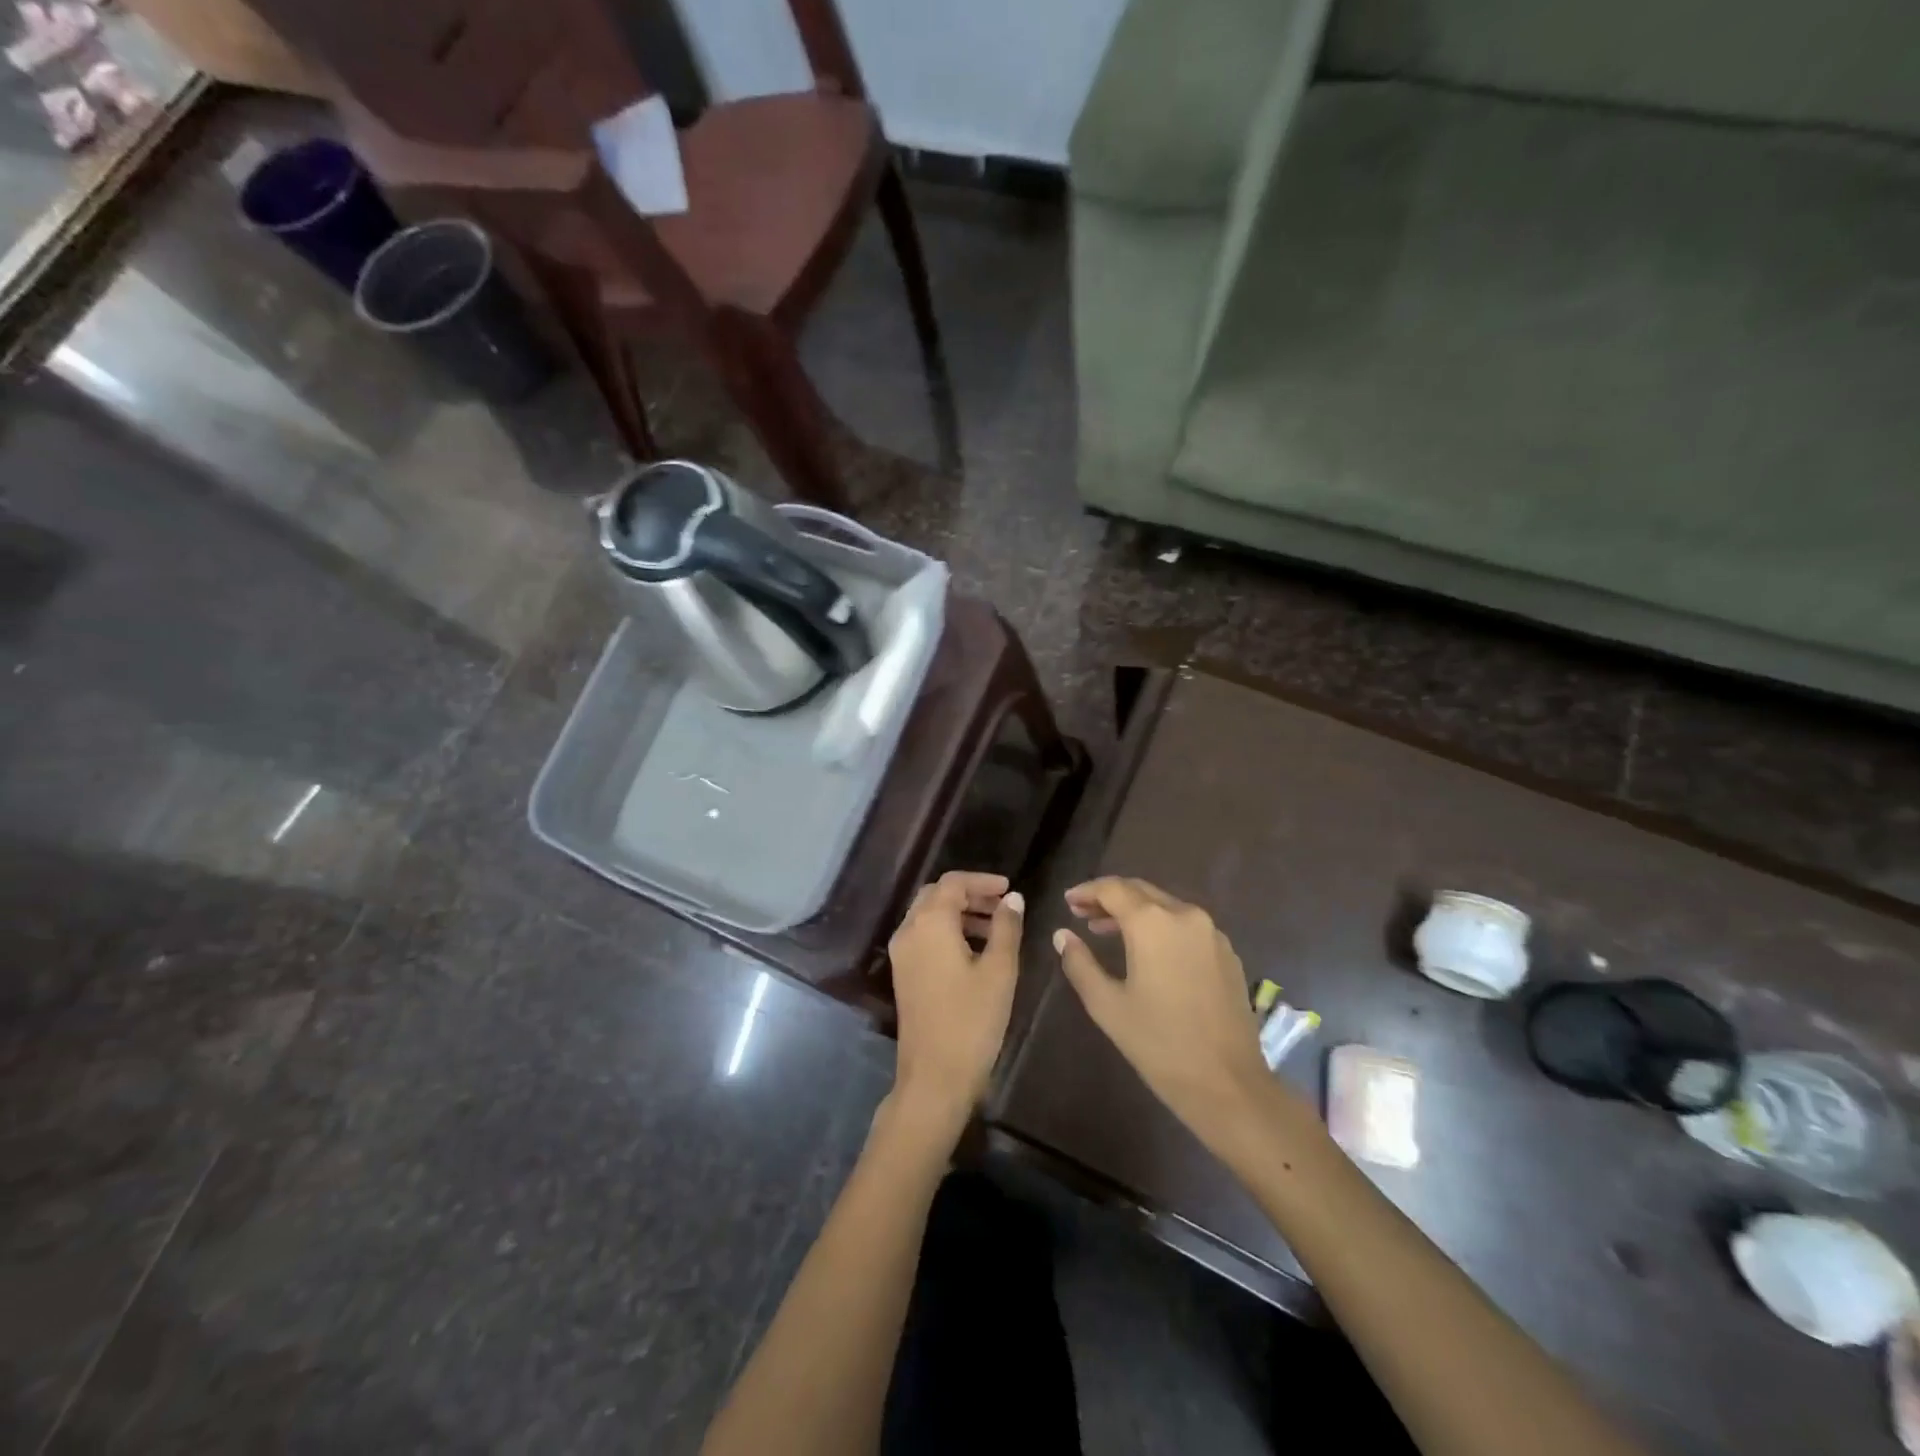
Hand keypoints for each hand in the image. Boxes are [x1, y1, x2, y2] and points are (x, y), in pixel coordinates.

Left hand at [887, 871, 1024, 1124]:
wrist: (934, 1076)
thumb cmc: (972, 1020)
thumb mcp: (999, 971)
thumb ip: (1007, 928)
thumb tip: (1013, 899)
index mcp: (930, 923)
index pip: (953, 883)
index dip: (983, 881)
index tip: (1010, 889)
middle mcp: (909, 931)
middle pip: (937, 895)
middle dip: (970, 894)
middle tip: (1003, 906)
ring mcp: (902, 954)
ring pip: (929, 916)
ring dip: (960, 913)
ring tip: (996, 928)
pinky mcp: (903, 974)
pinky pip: (924, 936)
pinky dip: (948, 931)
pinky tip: (975, 950)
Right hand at [1053, 877, 1276, 1152]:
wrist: (1229, 1084)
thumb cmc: (1159, 1044)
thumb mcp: (1107, 1005)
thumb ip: (1080, 963)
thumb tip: (1062, 936)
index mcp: (1152, 922)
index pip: (1112, 889)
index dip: (1087, 892)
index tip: (1068, 902)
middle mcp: (1185, 915)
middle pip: (1140, 891)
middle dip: (1109, 898)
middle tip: (1082, 913)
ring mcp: (1211, 933)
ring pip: (1165, 906)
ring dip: (1135, 911)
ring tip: (1107, 931)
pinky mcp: (1227, 953)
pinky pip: (1186, 925)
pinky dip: (1161, 926)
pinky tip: (1148, 951)